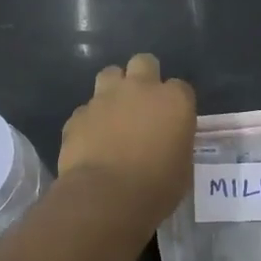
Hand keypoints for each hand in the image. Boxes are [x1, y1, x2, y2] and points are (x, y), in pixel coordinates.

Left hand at [58, 52, 195, 227]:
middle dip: (144, 77)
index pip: (181, 87)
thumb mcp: (182, 168)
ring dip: (114, 88)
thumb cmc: (156, 188)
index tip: (173, 120)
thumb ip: (177, 144)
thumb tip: (170, 143)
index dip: (176, 103)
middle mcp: (140, 89)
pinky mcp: (78, 114)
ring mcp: (105, 98)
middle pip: (144, 63)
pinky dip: (91, 119)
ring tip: (115, 112)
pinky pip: (87, 109)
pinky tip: (92, 139)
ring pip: (110, 74)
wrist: (105, 197)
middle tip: (143, 103)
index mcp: (174, 101)